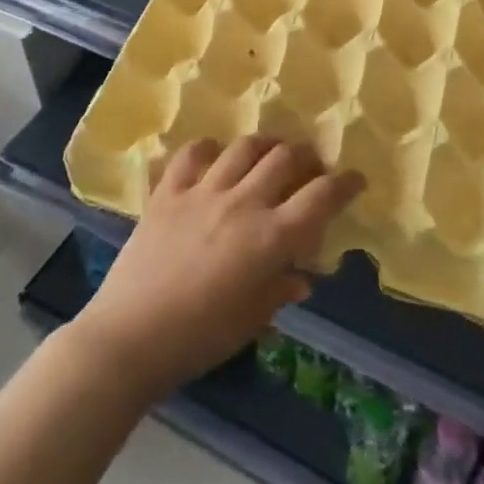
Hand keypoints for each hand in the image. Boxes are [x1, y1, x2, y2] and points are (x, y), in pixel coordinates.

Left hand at [72, 135, 362, 400]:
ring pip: (245, 146)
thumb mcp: (251, 320)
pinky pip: (193, 153)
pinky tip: (214, 157)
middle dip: (307, 157)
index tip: (355, 180)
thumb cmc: (199, 339)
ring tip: (270, 153)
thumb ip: (280, 290)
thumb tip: (301, 277)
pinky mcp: (169, 191)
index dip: (345, 184)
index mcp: (270, 238)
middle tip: (310, 167)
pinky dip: (209, 149)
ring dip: (265, 145)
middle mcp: (243, 203)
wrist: (129, 339)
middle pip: (286, 157)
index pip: (322, 197)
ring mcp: (204, 191)